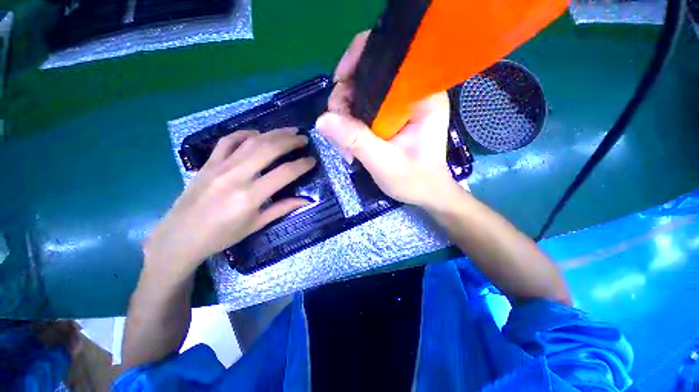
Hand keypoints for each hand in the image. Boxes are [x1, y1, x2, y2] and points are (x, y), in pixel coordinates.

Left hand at [143, 128, 315, 282]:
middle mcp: (236, 176)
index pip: (284, 173)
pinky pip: (227, 141)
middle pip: (268, 149)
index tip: (312, 160)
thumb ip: (282, 208)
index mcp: (250, 196)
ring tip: (288, 131)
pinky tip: (256, 134)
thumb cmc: (222, 236)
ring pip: (251, 141)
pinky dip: (244, 134)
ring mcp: (219, 166)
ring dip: (273, 133)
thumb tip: (306, 200)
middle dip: (290, 141)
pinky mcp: (207, 163)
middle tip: (303, 138)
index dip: (302, 165)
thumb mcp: (256, 225)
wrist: (180, 237)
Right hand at [316, 31, 457, 207]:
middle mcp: (413, 93)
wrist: (425, 193)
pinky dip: (352, 125)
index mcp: (423, 96)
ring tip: (345, 148)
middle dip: (346, 100)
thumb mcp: (384, 163)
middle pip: (370, 76)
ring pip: (363, 95)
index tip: (338, 84)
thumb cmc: (414, 180)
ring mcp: (401, 105)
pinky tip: (349, 145)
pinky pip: (364, 110)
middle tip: (338, 130)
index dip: (359, 61)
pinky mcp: (392, 116)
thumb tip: (322, 119)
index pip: (389, 57)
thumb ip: (356, 140)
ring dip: (346, 118)